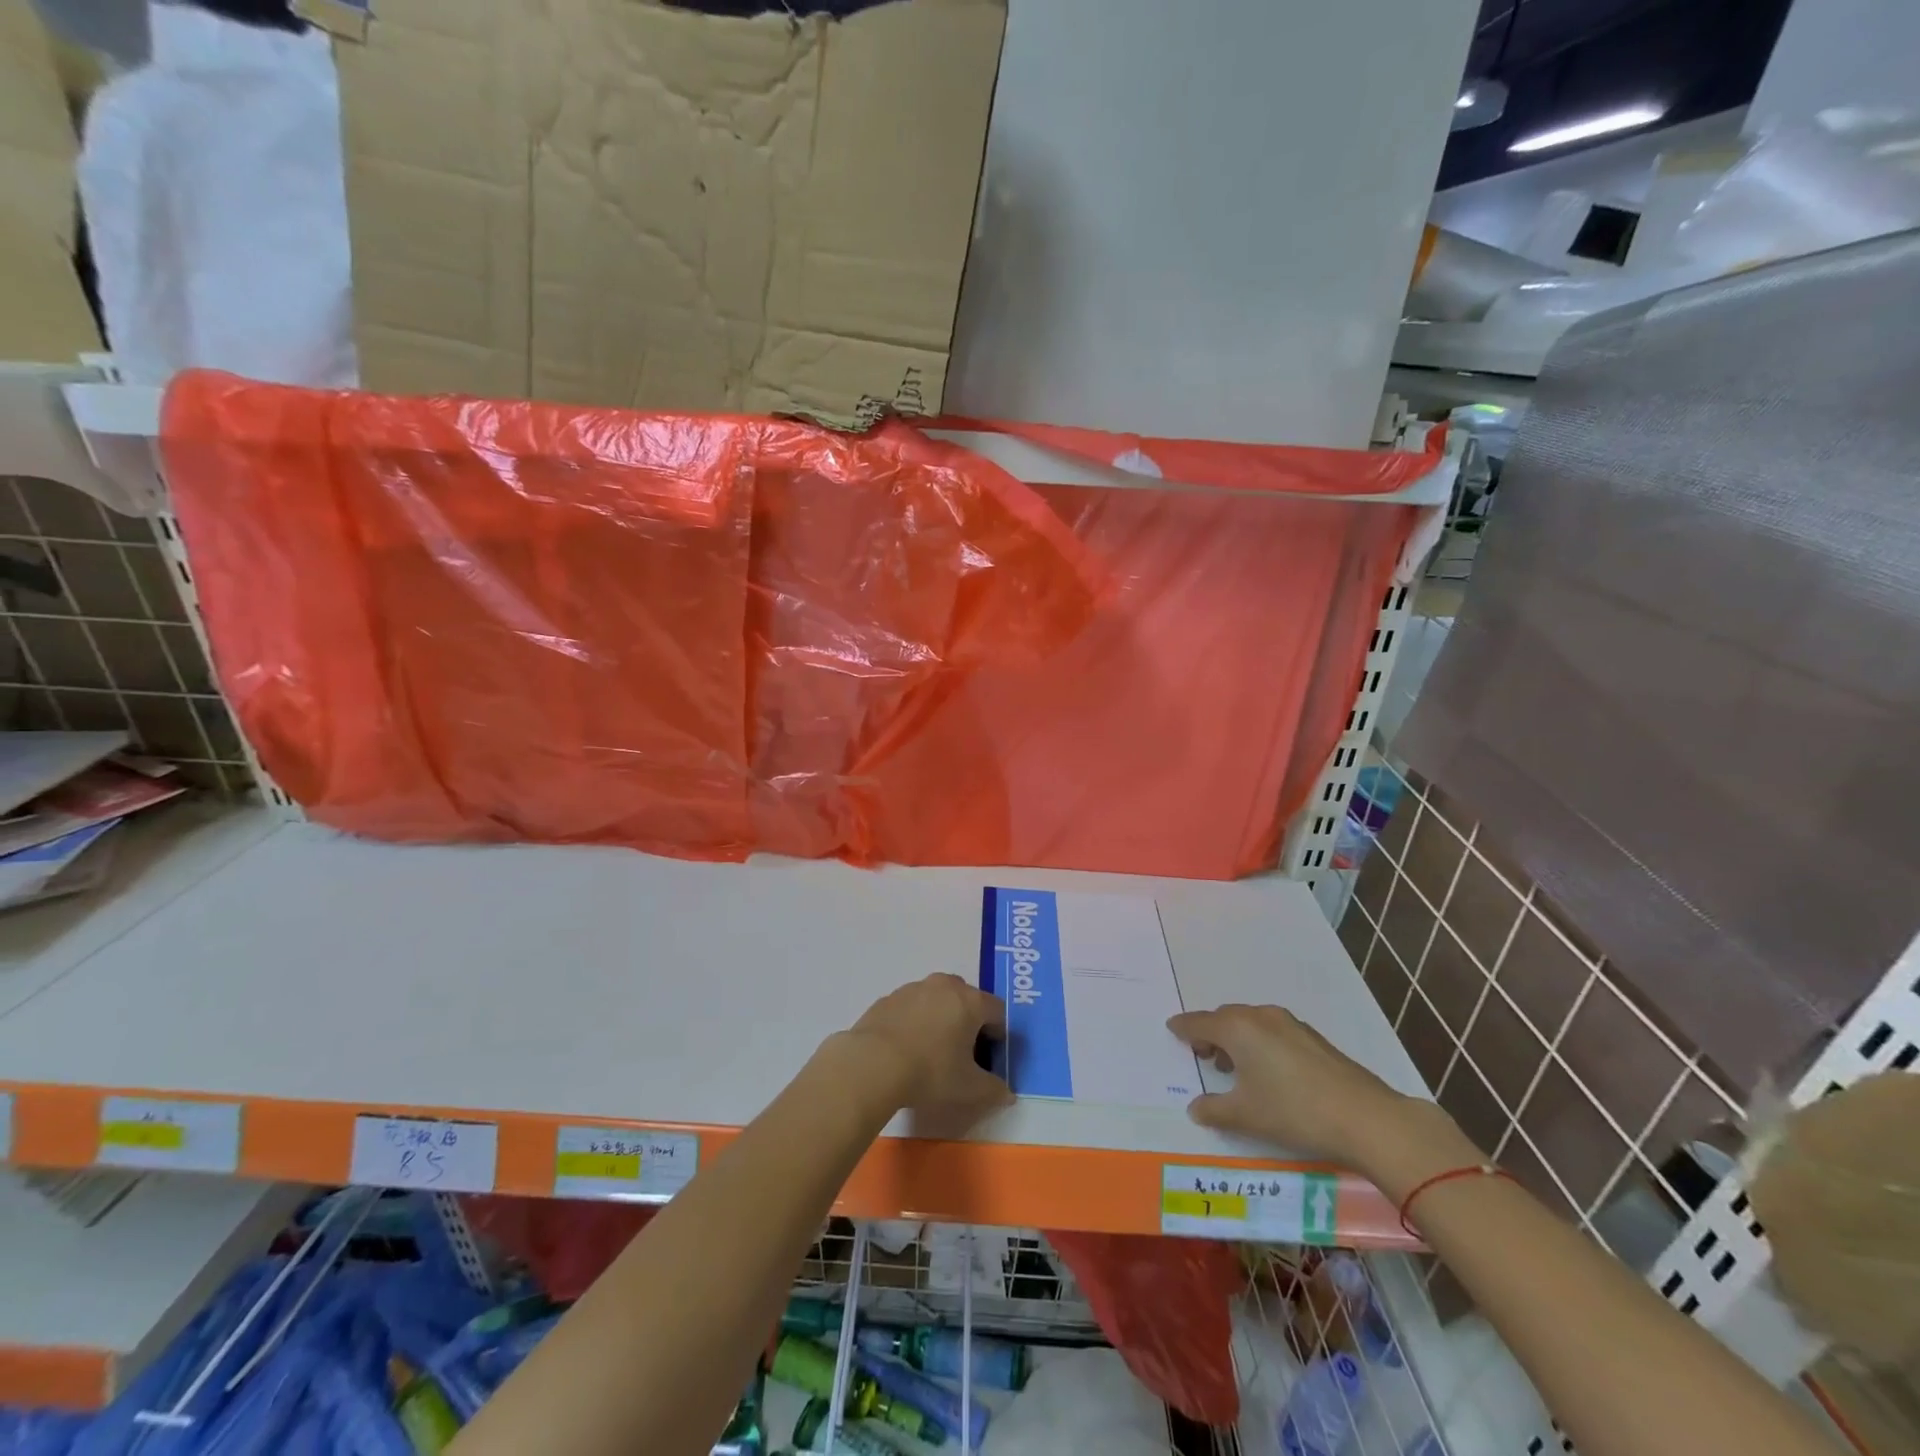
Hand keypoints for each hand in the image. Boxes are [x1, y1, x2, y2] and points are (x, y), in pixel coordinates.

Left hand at [835, 974, 1013, 1122]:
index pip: (997, 1011)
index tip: (989, 1057)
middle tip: (963, 1052)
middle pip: (967, 998)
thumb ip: (994, 1090)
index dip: (999, 1034)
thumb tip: (1008, 1094)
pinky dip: (915, 1020)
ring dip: (941, 1018)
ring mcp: (914, 988)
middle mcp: (944, 986)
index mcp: (970, 1001)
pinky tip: (906, 1047)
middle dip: (970, 1021)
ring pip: (937, 999)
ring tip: (932, 1050)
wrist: (872, 1063)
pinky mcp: (889, 998)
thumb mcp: (968, 1088)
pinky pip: (912, 1006)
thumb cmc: (930, 1072)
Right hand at [1168, 1004, 1468, 1181]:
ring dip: (1237, 1039)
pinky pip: (1272, 1031)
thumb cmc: (1293, 1111)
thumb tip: (1196, 1107)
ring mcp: (1290, 1024)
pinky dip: (1260, 1043)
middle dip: (1211, 1033)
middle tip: (1204, 1056)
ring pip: (1251, 1023)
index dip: (1184, 1028)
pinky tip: (1269, 1072)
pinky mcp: (1313, 1039)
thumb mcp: (1246, 1116)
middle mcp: (1260, 1017)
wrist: (1365, 1118)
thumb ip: (1214, 1109)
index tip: (1172, 1029)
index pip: (1199, 1022)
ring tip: (1235, 1067)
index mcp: (1237, 1029)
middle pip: (1225, 1018)